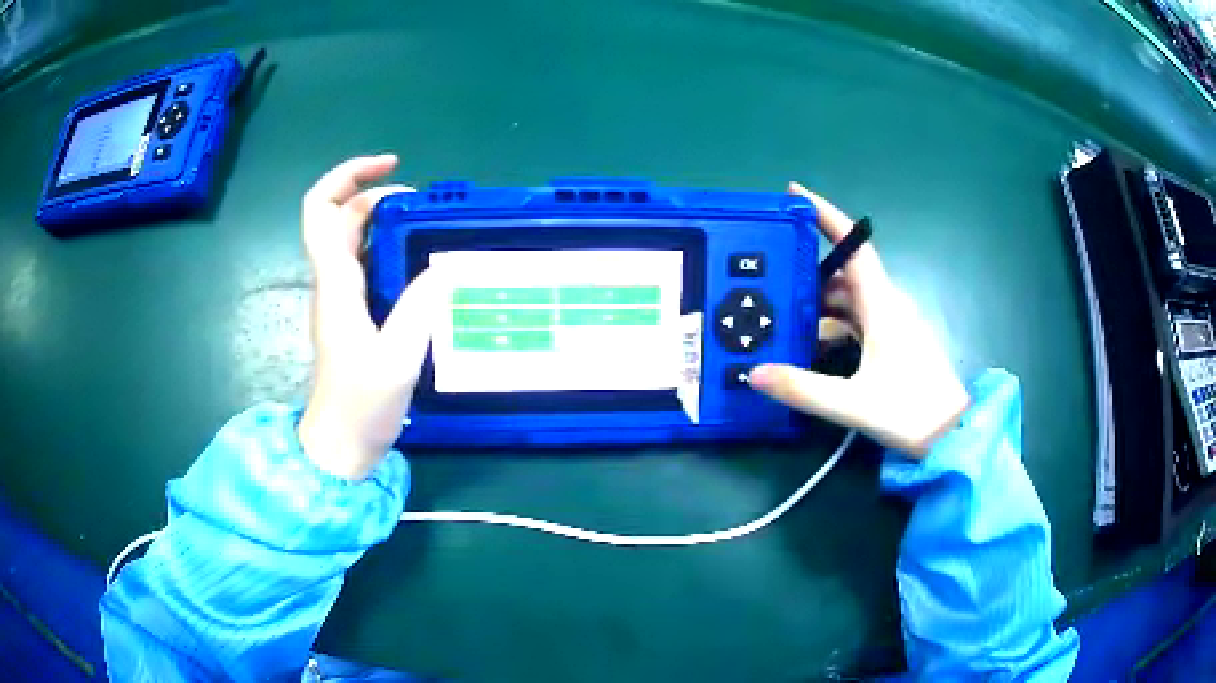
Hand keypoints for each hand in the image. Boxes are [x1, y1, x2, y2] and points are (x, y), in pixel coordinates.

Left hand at [297, 155, 438, 479]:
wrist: (340, 446)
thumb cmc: (361, 406)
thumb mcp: (398, 359)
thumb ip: (419, 309)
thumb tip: (442, 268)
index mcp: (336, 284)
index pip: (321, 210)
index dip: (348, 176)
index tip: (391, 167)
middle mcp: (332, 283)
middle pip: (339, 217)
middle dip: (376, 195)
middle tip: (423, 202)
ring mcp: (339, 299)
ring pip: (351, 240)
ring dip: (383, 221)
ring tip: (427, 226)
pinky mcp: (351, 315)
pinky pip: (364, 265)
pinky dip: (388, 249)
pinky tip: (419, 263)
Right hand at [748, 183, 969, 455]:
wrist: (951, 434)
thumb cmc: (910, 411)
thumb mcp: (853, 403)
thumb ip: (803, 389)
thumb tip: (754, 373)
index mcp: (883, 306)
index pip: (854, 248)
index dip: (826, 216)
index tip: (795, 194)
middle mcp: (888, 306)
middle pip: (844, 272)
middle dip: (808, 266)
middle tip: (768, 270)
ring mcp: (892, 324)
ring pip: (849, 298)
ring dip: (818, 299)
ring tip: (781, 308)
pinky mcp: (893, 342)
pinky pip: (857, 319)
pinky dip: (832, 322)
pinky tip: (811, 341)